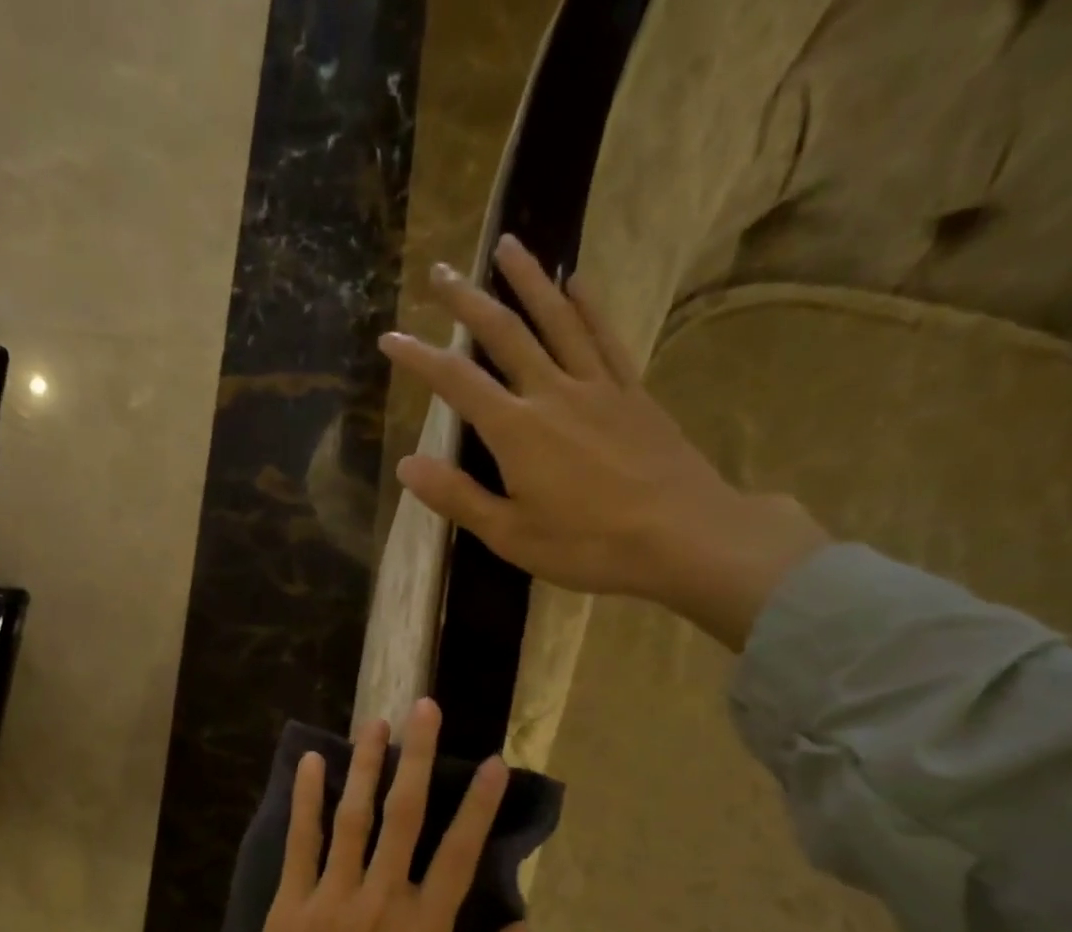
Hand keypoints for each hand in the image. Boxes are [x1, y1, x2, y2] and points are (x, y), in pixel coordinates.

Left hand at [225, 699, 527, 931]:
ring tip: (375, 724)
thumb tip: (523, 929)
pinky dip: (307, 800)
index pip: (459, 853)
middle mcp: (382, 899)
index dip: (478, 805)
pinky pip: (301, 842)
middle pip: (405, 816)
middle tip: (423, 709)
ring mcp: (333, 896)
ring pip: (353, 817)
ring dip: (365, 765)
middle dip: (417, 757)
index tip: (493, 763)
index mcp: (425, 929)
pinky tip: (312, 763)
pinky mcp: (292, 903)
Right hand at [378, 234, 829, 650]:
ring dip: (529, 281)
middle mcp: (552, 393)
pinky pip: (605, 338)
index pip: (457, 382)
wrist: (682, 536)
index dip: (419, 358)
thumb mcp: (511, 535)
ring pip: (557, 320)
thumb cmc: (588, 545)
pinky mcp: (632, 394)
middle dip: (468, 301)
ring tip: (508, 245)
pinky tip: (577, 284)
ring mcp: (597, 387)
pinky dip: (587, 307)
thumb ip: (458, 497)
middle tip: (441, 270)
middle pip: (505, 333)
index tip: (390, 337)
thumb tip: (406, 464)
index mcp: (516, 431)